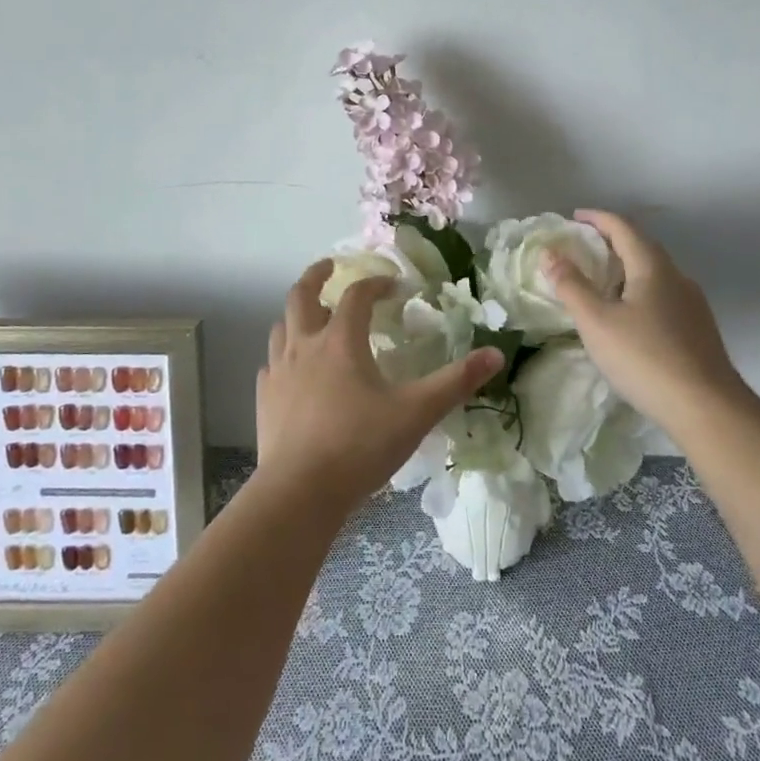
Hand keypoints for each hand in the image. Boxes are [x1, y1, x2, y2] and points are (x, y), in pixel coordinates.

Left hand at [255, 258, 503, 517]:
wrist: (299, 493)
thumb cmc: (360, 446)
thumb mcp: (416, 413)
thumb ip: (455, 382)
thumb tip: (495, 354)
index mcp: (341, 341)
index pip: (357, 295)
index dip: (376, 284)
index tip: (394, 286)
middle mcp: (305, 346)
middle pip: (302, 295)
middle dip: (317, 276)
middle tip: (330, 267)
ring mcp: (279, 372)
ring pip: (281, 326)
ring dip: (297, 315)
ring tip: (312, 317)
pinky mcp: (264, 399)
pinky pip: (271, 364)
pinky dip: (283, 356)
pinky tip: (292, 370)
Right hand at [543, 210, 748, 433]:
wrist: (707, 408)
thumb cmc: (645, 358)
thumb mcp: (597, 322)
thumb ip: (571, 286)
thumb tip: (550, 254)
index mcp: (653, 268)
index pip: (623, 228)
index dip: (597, 219)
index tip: (575, 217)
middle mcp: (677, 278)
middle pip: (642, 248)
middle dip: (612, 242)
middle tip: (584, 249)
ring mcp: (692, 305)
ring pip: (655, 275)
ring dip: (627, 270)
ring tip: (602, 283)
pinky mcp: (698, 331)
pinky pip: (663, 298)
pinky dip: (640, 293)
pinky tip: (629, 318)